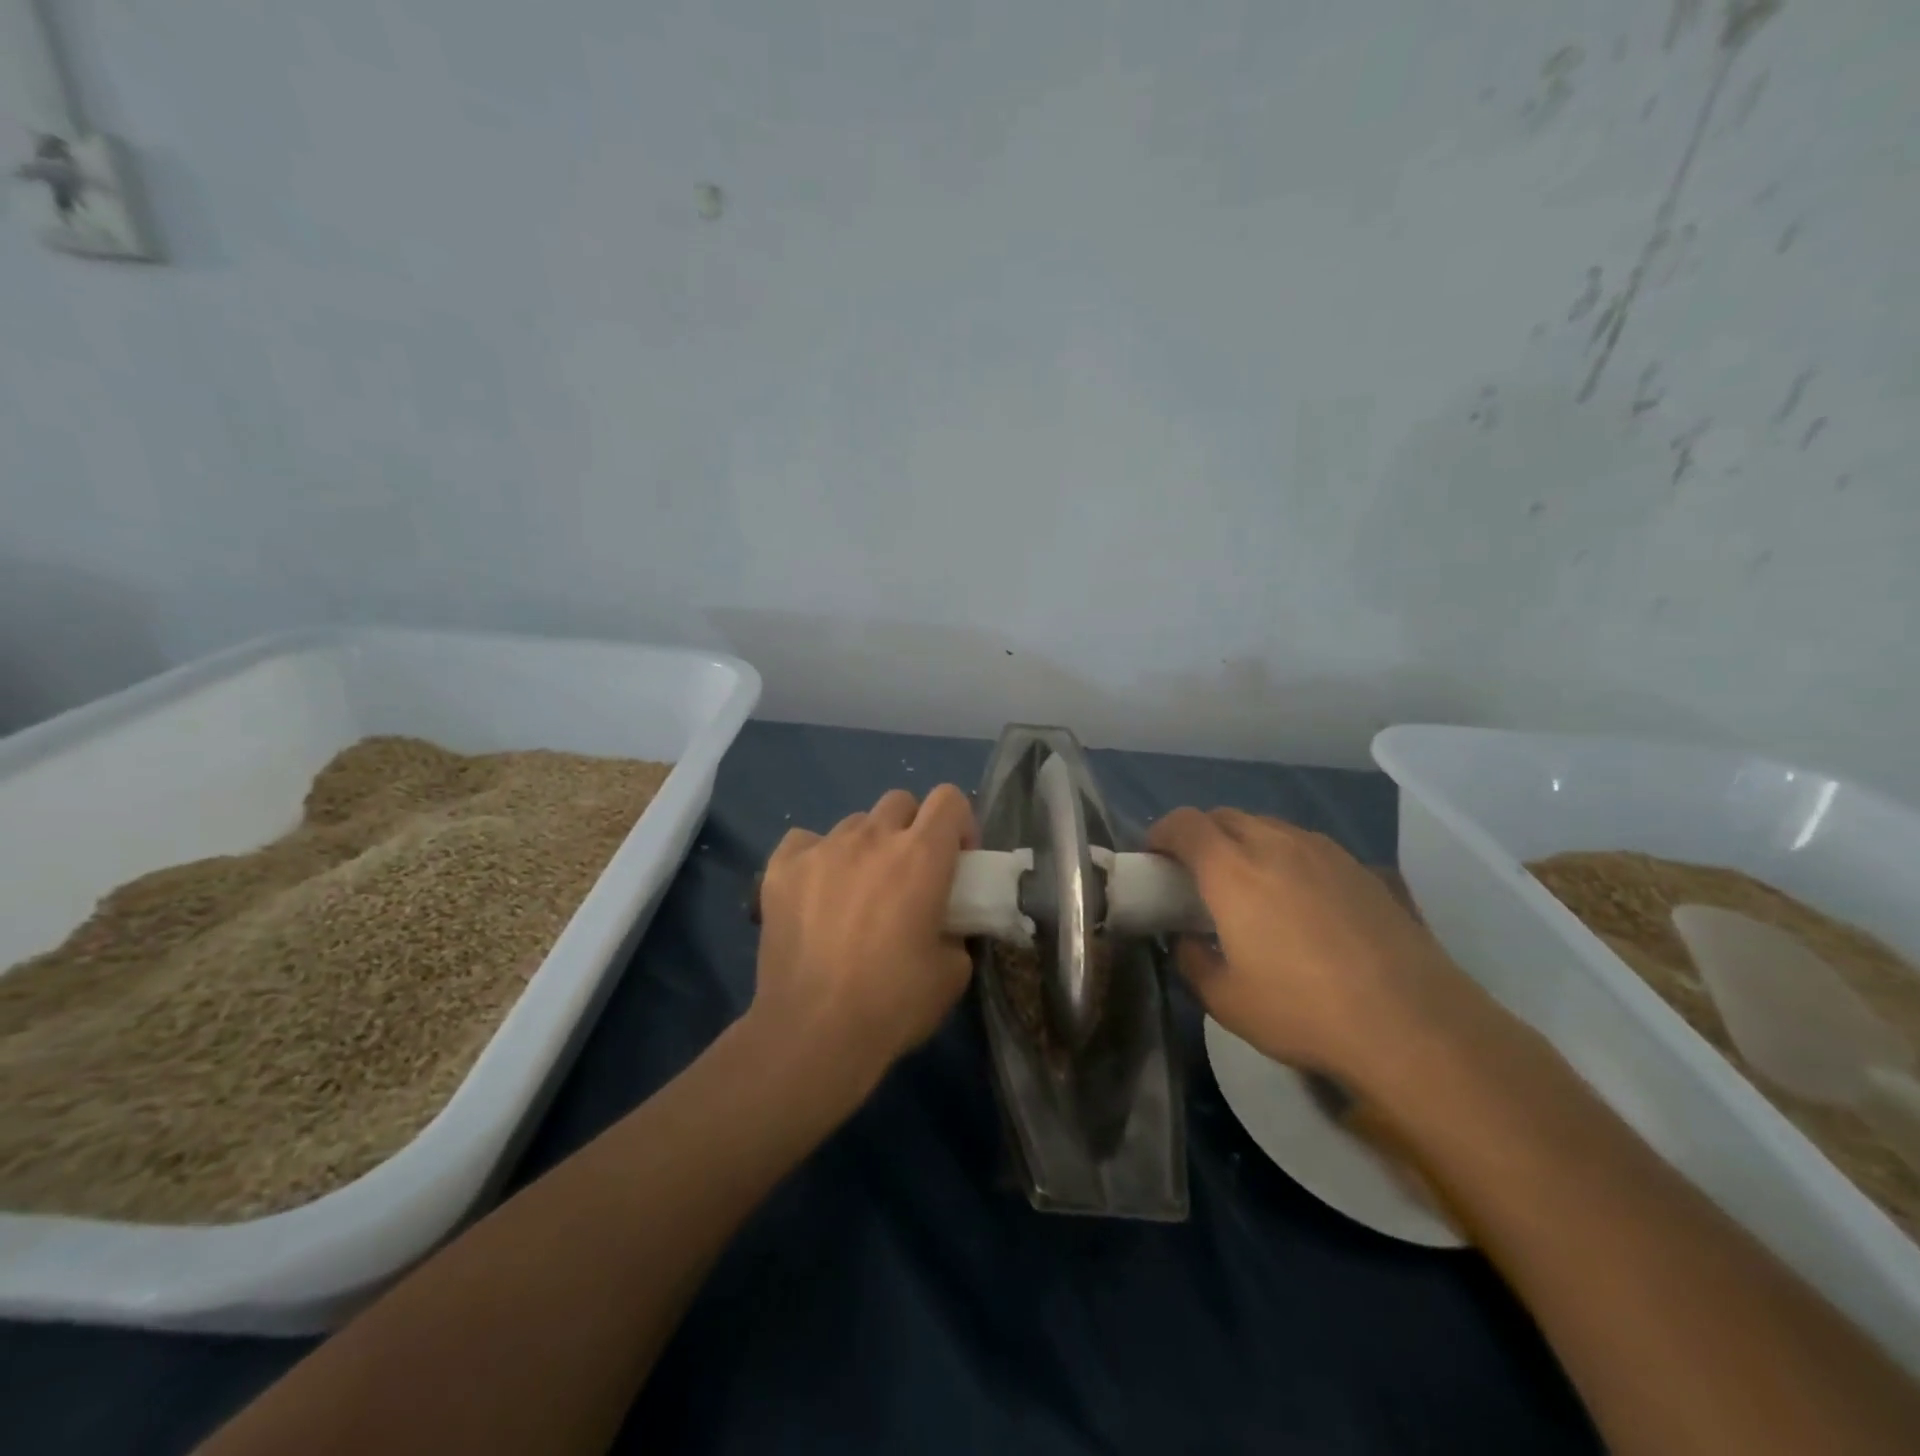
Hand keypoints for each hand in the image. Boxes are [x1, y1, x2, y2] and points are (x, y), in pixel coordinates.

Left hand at [750, 786, 976, 1096]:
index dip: (959, 823)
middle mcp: (872, 837)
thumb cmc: (893, 1002)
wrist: (813, 1031)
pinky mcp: (781, 868)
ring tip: (857, 890)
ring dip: (866, 846)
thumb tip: (945, 925)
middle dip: (912, 828)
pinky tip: (816, 892)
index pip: (949, 798)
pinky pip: (805, 841)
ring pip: (854, 823)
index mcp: (921, 855)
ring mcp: (823, 848)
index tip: (957, 859)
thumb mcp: (952, 972)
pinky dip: (816, 858)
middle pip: (900, 801)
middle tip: (909, 873)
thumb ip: (956, 931)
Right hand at [1148, 808, 1457, 1083]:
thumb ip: (1191, 961)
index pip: (1185, 824)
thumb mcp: (1226, 1000)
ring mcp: (1323, 852)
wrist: (1414, 1025)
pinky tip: (1298, 899)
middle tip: (1196, 874)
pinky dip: (1284, 856)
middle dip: (1200, 835)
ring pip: (1268, 826)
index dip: (1161, 832)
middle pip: (1225, 816)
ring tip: (1248, 884)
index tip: (1154, 857)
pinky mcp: (1361, 867)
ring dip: (1244, 842)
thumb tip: (1186, 940)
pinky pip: (1306, 845)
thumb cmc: (1304, 1012)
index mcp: (1232, 870)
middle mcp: (1275, 845)